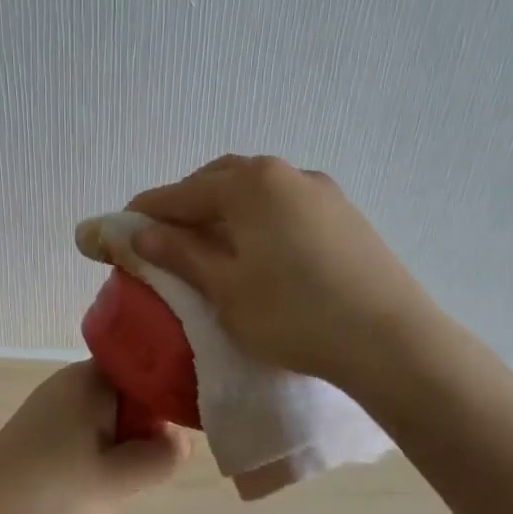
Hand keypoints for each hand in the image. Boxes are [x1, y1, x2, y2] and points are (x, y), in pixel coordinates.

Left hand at [0, 361, 188, 513]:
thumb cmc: (52, 492)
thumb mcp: (119, 480)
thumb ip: (161, 456)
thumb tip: (182, 439)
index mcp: (90, 379)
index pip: (145, 367)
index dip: (168, 395)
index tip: (182, 430)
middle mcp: (70, 383)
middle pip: (128, 395)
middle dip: (144, 429)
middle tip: (146, 466)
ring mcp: (51, 408)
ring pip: (108, 419)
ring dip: (121, 448)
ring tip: (119, 482)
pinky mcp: (39, 435)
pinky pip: (84, 435)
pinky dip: (97, 458)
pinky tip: (93, 488)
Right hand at [127, 154, 436, 386]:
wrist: (391, 340)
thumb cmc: (293, 314)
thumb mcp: (225, 287)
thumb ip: (180, 253)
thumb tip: (141, 233)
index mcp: (251, 184)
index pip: (183, 192)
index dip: (148, 210)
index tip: (121, 227)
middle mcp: (287, 174)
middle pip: (222, 181)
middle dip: (188, 204)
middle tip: (165, 237)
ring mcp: (322, 192)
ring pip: (258, 193)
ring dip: (226, 211)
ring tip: (210, 245)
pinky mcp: (346, 216)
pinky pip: (286, 207)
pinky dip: (259, 221)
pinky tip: (259, 252)